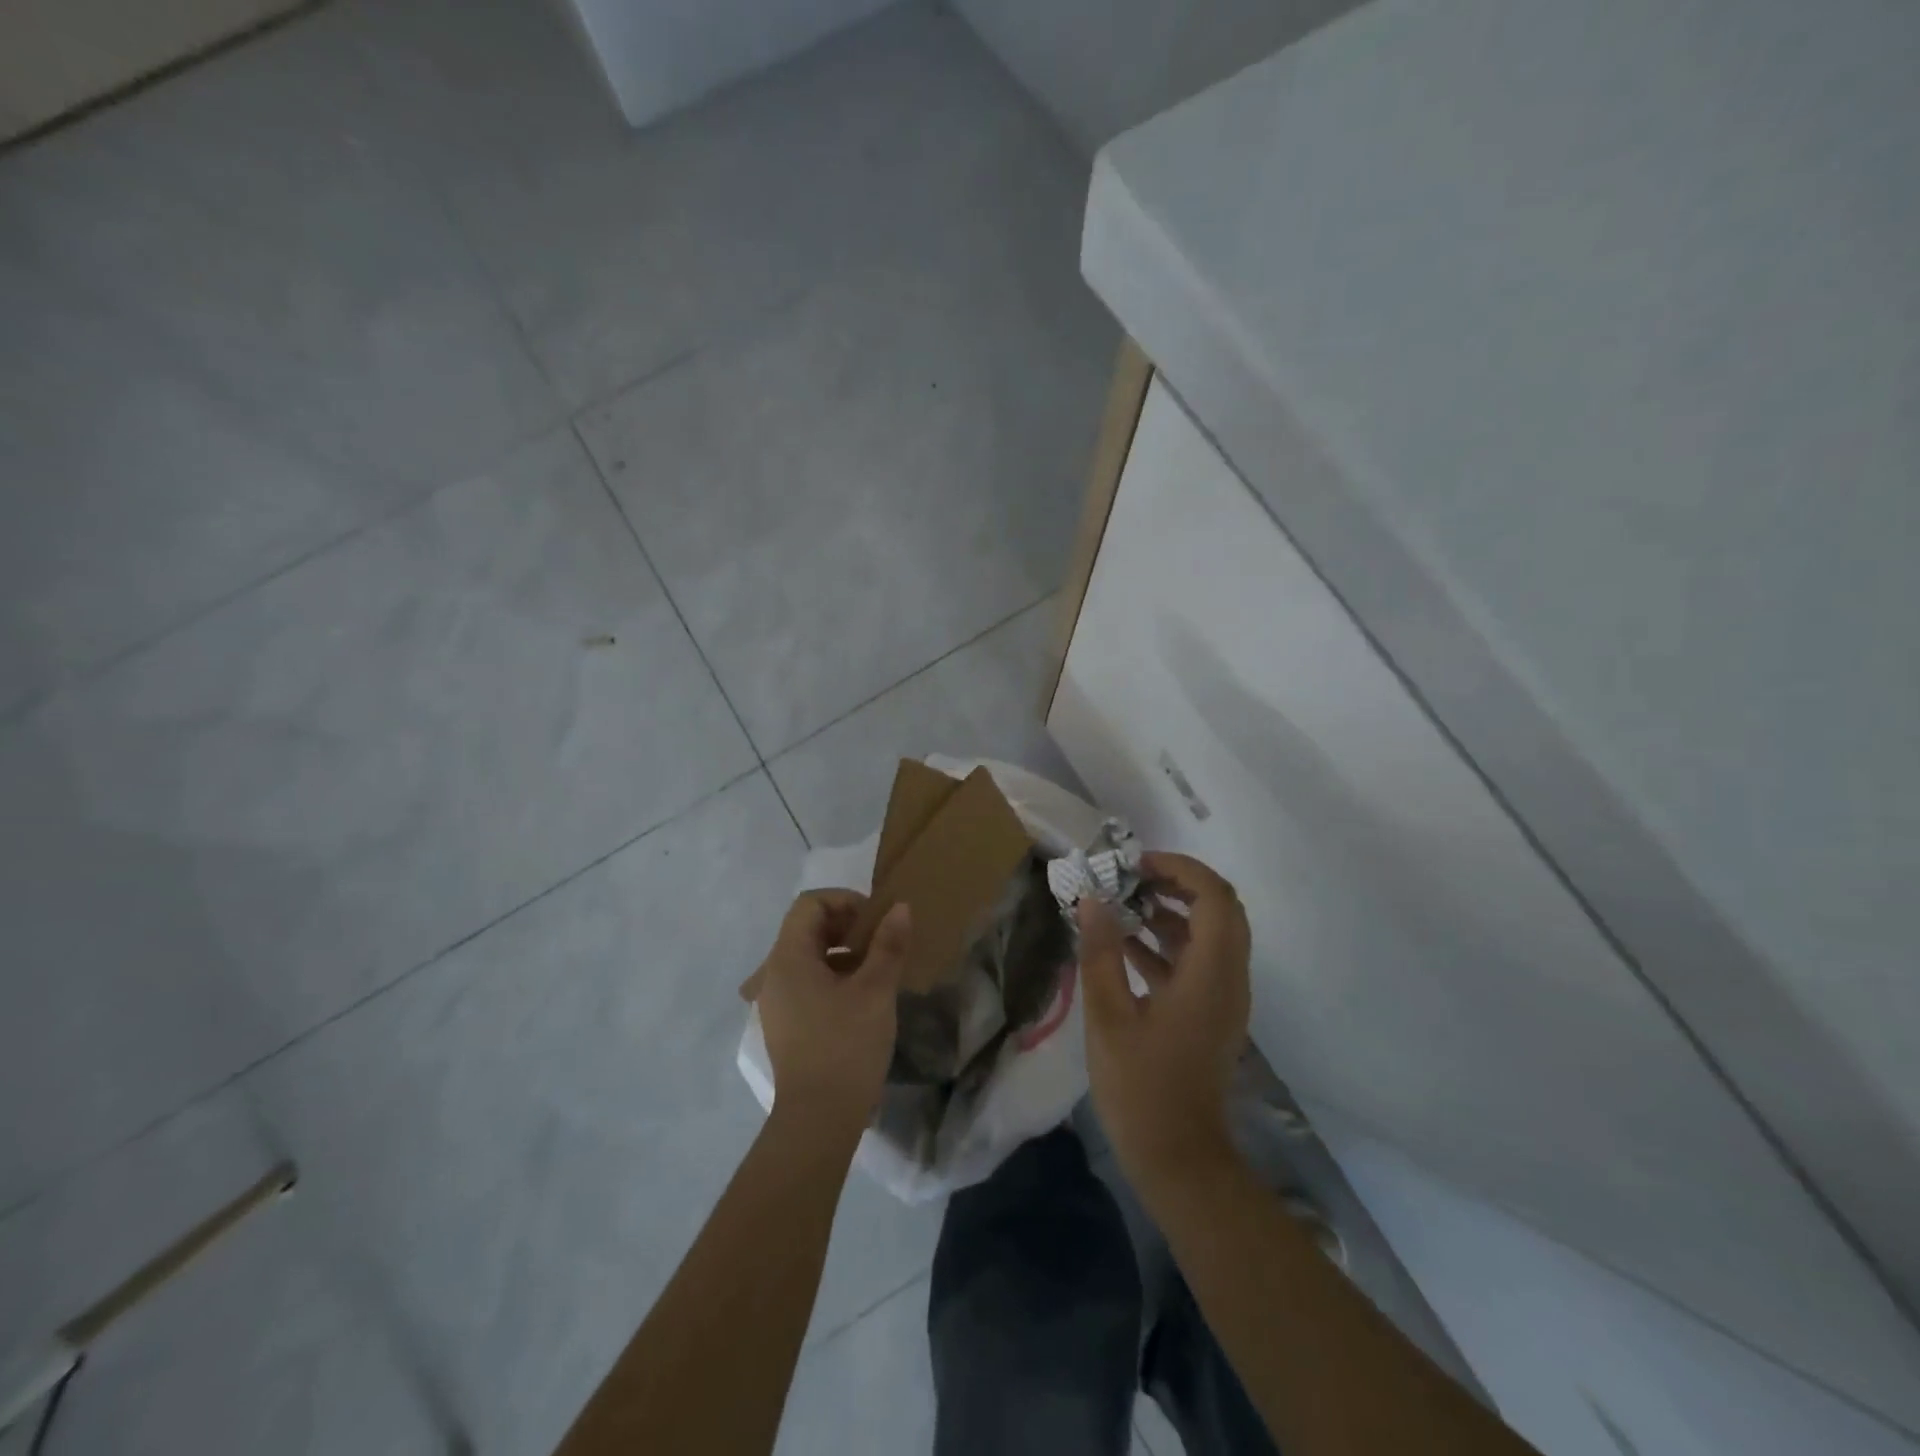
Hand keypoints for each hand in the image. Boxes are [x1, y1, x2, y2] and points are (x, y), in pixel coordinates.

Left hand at [756, 891, 910, 1134]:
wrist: (819, 1119)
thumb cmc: (846, 1045)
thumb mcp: (875, 990)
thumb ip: (888, 944)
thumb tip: (900, 908)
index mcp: (788, 958)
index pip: (810, 904)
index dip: (845, 901)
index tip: (876, 921)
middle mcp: (774, 974)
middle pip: (807, 927)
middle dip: (846, 925)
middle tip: (880, 941)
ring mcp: (777, 1001)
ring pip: (809, 956)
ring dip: (842, 951)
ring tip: (876, 969)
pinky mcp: (786, 1023)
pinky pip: (807, 982)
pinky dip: (834, 976)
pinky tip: (861, 997)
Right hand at [1080, 852, 1250, 1192]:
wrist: (1179, 1159)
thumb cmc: (1141, 1088)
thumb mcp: (1108, 1016)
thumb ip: (1100, 953)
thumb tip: (1091, 898)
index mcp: (1211, 975)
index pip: (1215, 897)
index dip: (1180, 869)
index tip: (1136, 864)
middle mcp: (1229, 978)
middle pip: (1220, 909)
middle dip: (1177, 884)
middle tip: (1131, 878)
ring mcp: (1223, 998)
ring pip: (1210, 934)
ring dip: (1171, 912)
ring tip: (1121, 903)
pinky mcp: (1212, 1014)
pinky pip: (1198, 962)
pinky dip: (1168, 943)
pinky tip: (1124, 944)